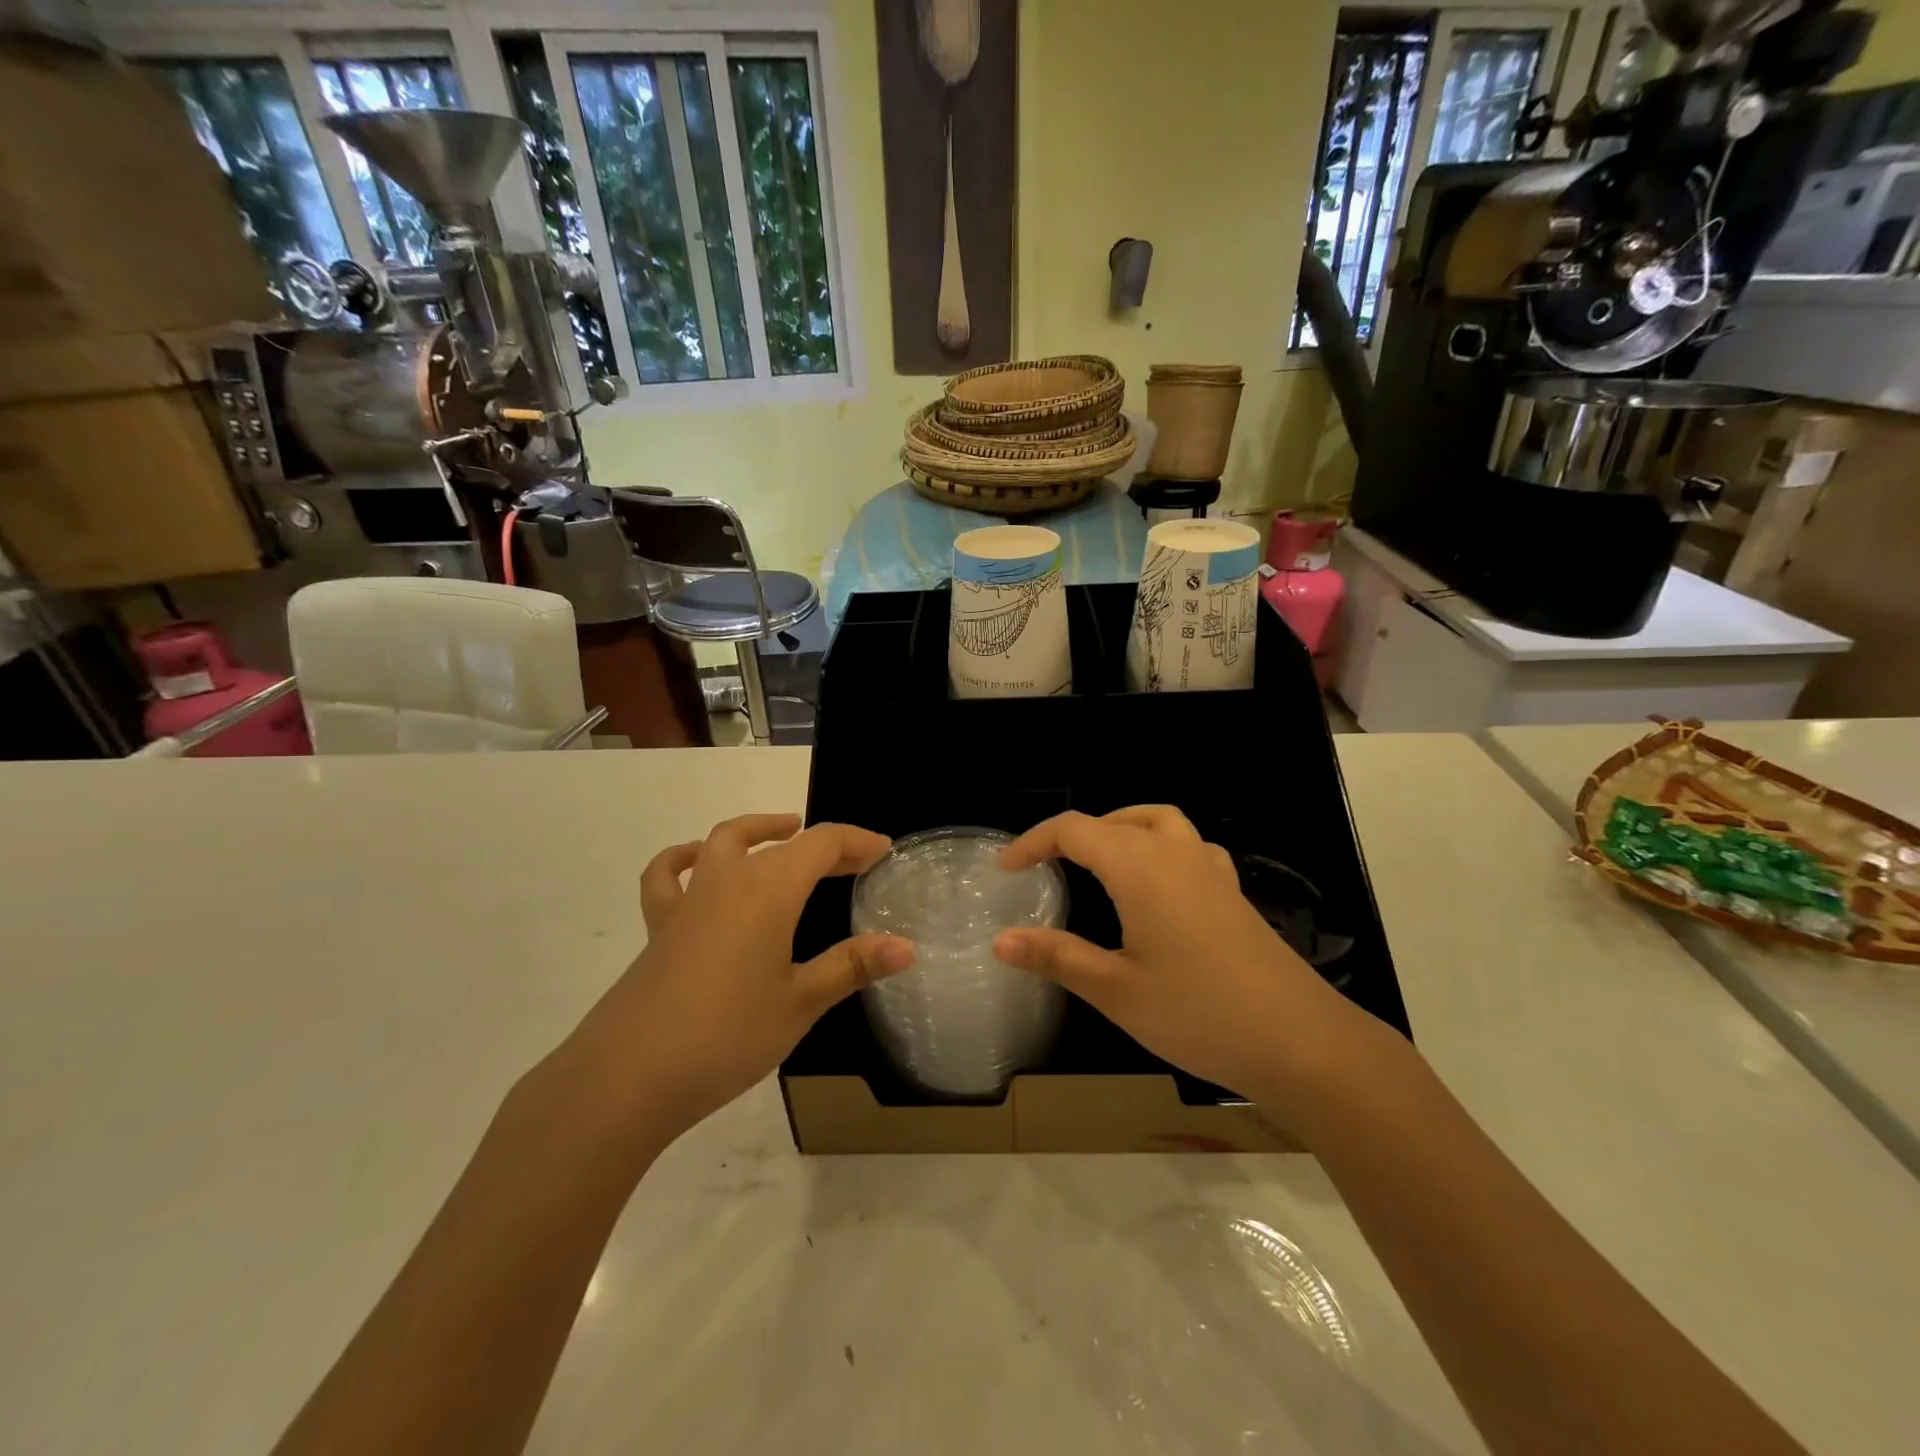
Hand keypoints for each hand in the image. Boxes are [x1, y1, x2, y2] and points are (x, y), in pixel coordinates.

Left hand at [567, 814, 913, 1141]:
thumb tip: (907, 947)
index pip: (821, 844)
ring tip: (782, 834)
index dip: (856, 842)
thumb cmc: (726, 1035)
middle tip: (852, 862)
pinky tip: (696, 862)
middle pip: (780, 842)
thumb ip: (852, 966)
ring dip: (758, 831)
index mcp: (768, 892)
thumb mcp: (800, 1002)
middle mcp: (728, 881)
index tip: (883, 853)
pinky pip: (669, 877)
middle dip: (821, 845)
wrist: (627, 1077)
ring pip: (724, 842)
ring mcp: (688, 901)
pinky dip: (685, 858)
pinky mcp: (659, 927)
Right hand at [993, 806, 1364, 1104]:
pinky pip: (1188, 847)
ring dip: (1120, 829)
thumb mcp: (1115, 989)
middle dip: (1074, 835)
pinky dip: (1159, 847)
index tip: (1006, 869)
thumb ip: (1056, 957)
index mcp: (1139, 866)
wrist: (1300, 1040)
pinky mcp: (1233, 893)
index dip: (1033, 843)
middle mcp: (1175, 853)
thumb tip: (1000, 941)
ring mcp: (1211, 870)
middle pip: (1116, 820)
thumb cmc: (1197, 1012)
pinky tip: (1157, 886)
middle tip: (1046, 867)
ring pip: (1158, 822)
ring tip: (1097, 861)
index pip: (1074, 831)